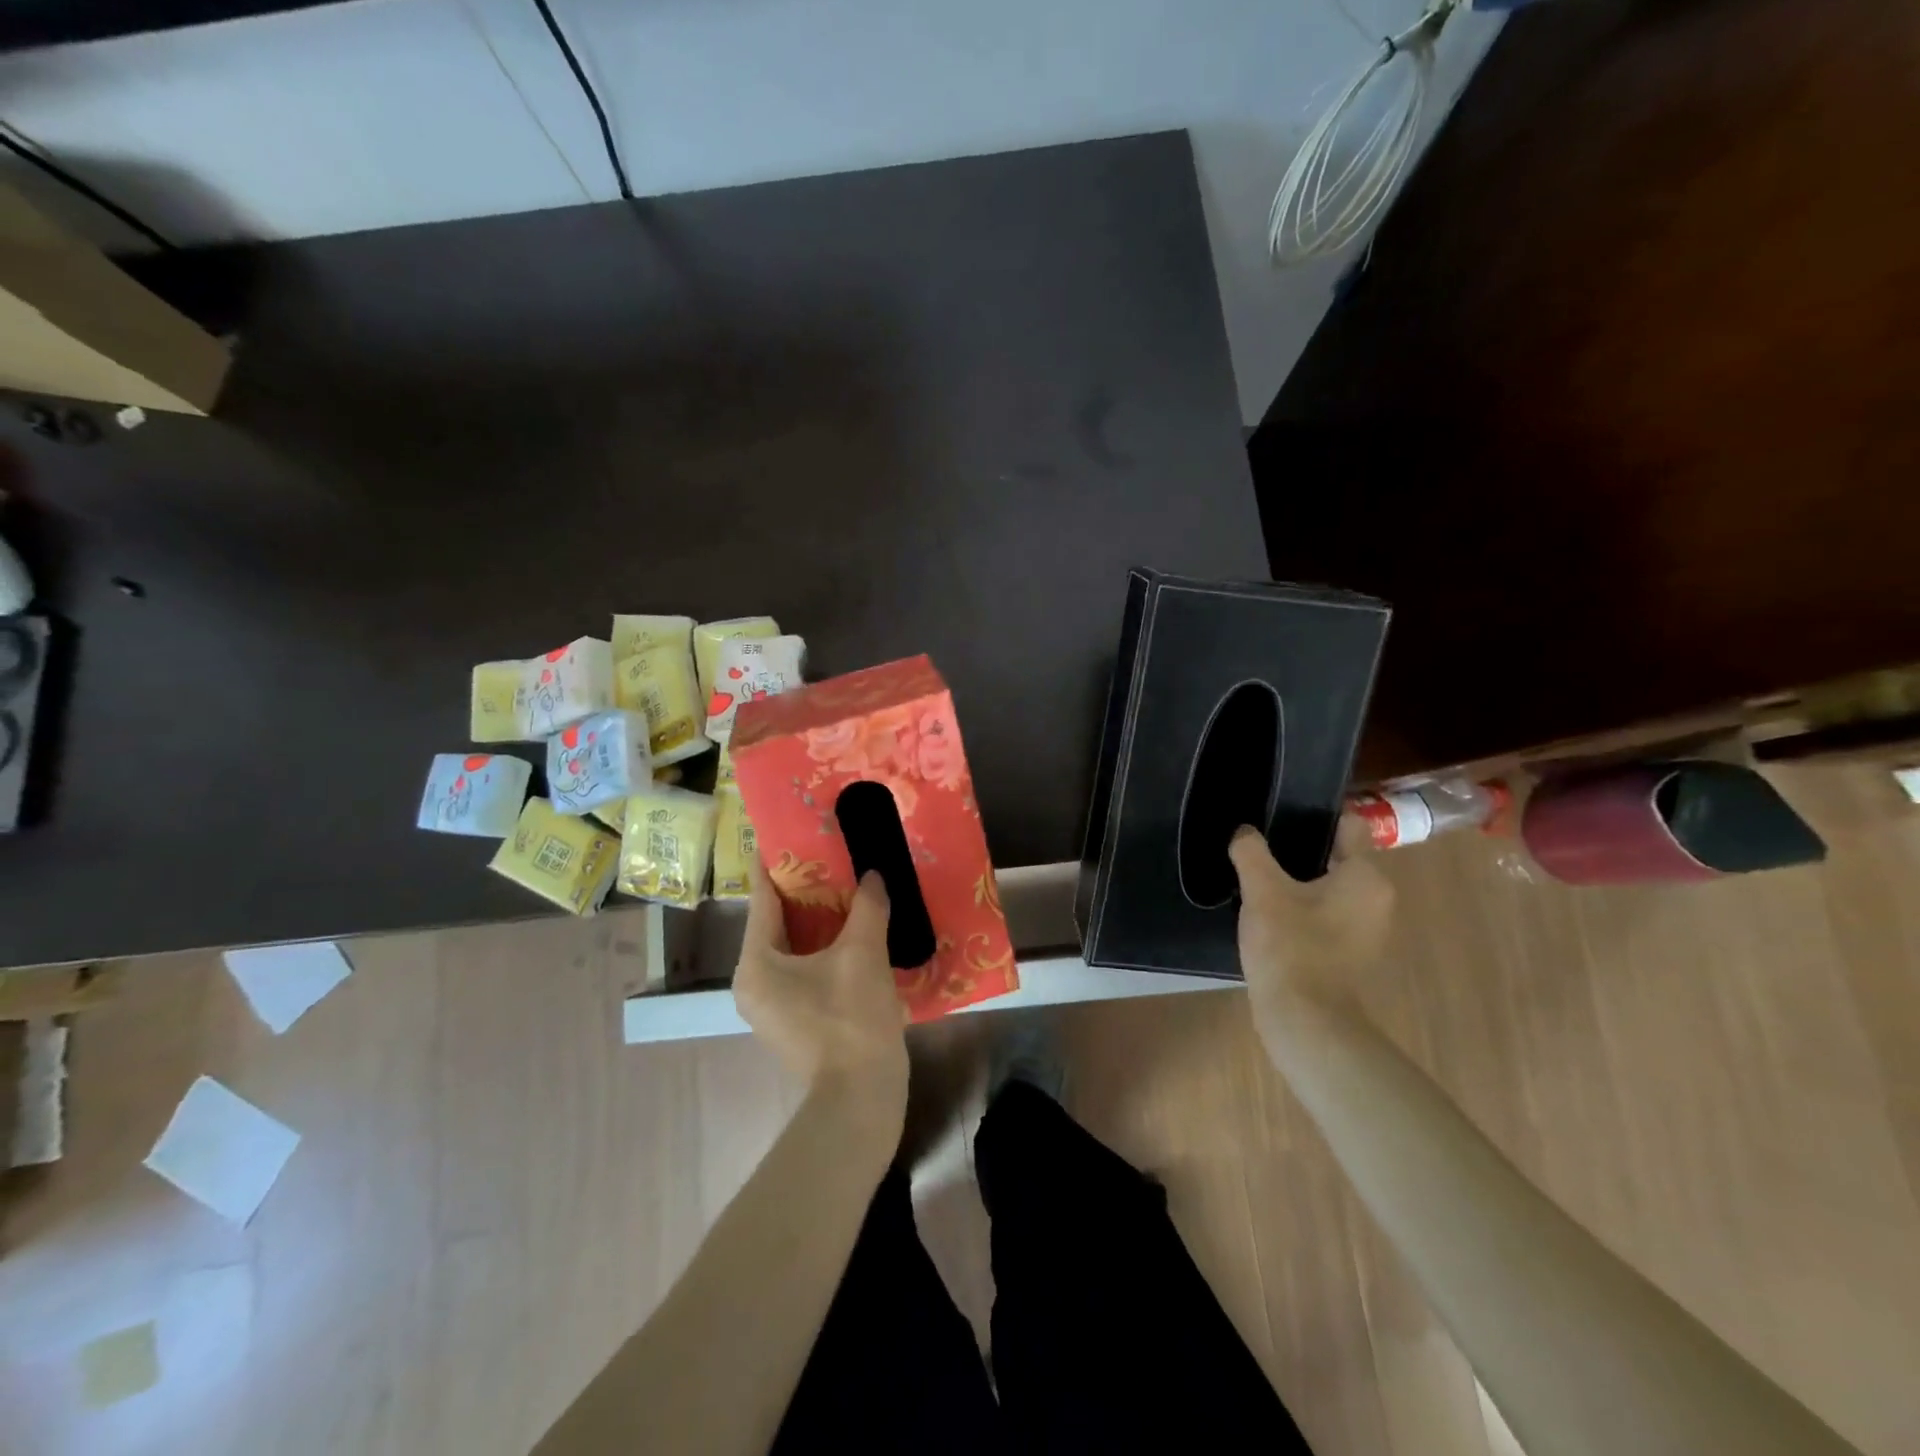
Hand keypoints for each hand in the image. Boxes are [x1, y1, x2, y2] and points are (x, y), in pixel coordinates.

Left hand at [733, 862, 910, 1135]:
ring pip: (791, 947)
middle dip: (802, 889)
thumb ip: (867, 907)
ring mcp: (771, 1006)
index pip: (762, 899)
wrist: (860, 1098)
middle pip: (775, 922)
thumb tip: (873, 876)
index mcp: (756, 964)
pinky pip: (802, 968)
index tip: (783, 832)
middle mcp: (753, 983)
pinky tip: (851, 930)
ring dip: (816, 919)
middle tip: (827, 855)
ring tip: (843, 885)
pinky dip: (822, 946)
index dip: (774, 864)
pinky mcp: (793, 1020)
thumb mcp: (863, 954)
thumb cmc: (851, 1019)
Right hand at [1229, 814, 1393, 1042]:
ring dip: (1300, 883)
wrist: (1305, 1020)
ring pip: (1331, 889)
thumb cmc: (1291, 946)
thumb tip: (1244, 832)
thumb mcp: (1262, 891)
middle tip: (1261, 849)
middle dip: (1301, 852)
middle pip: (1338, 858)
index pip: (1349, 827)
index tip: (1280, 815)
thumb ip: (1251, 853)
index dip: (1315, 817)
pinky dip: (1303, 911)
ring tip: (1259, 880)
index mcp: (1366, 877)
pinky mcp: (1351, 956)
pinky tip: (1270, 916)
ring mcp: (1367, 931)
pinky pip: (1326, 917)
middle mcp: (1378, 900)